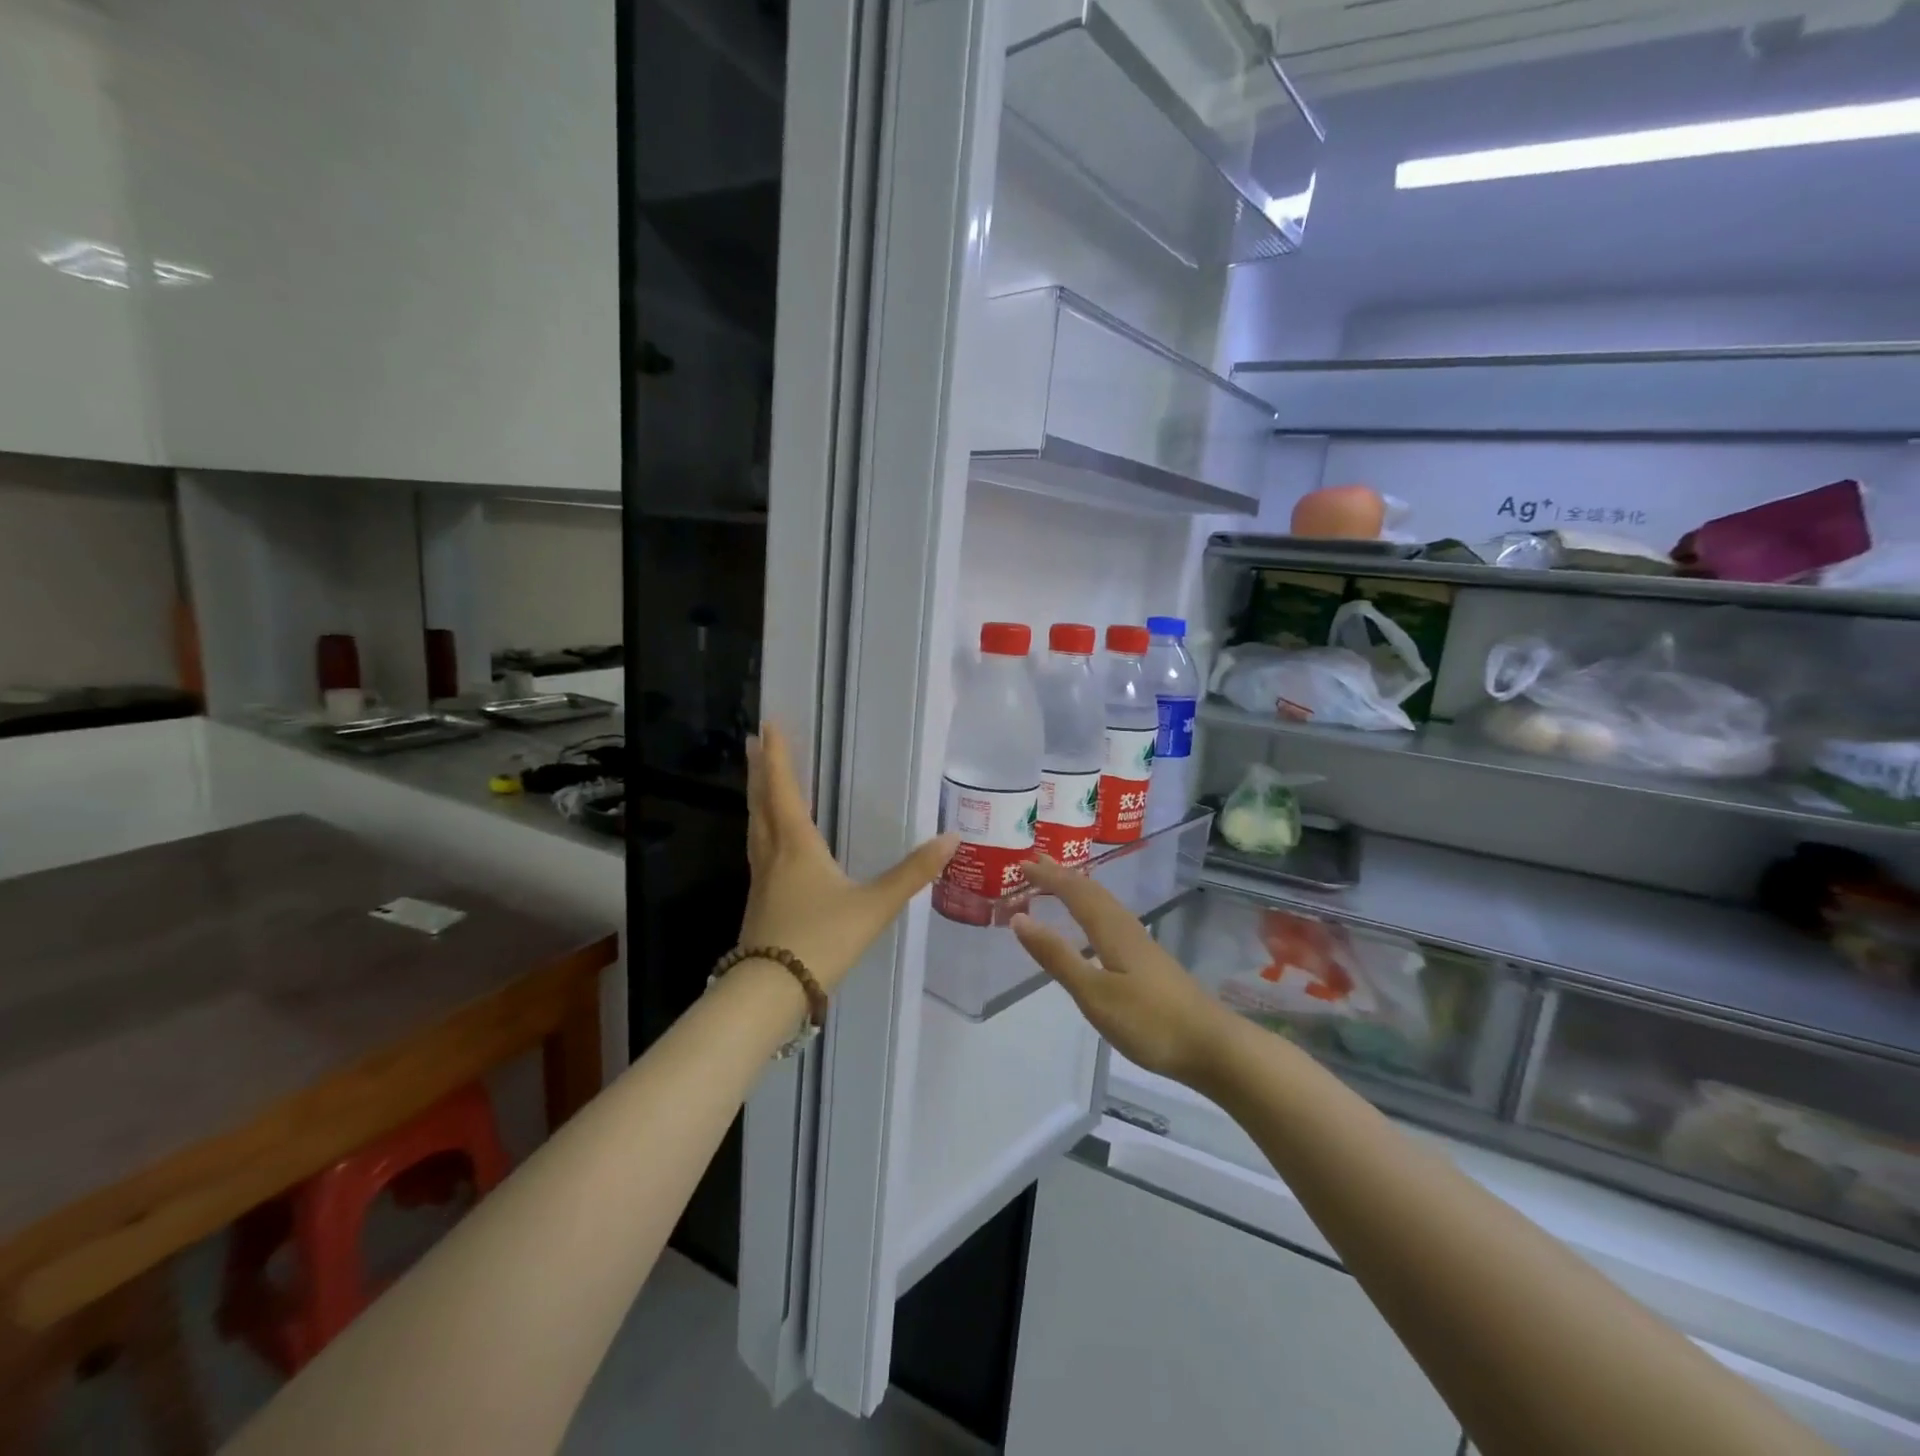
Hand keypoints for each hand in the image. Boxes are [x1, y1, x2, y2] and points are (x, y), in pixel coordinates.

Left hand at [740, 722, 957, 993]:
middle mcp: (773, 855)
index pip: (784, 790)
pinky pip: (758, 851)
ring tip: (759, 782)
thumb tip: (951, 839)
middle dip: (760, 771)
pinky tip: (772, 843)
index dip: (778, 757)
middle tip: (754, 742)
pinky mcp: (759, 902)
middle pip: (761, 804)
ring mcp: (761, 880)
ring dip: (757, 799)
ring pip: (755, 828)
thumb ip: (912, 873)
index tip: (767, 725)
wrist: (770, 992)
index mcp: (796, 846)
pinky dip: (762, 830)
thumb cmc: (821, 939)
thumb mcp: (874, 906)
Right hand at [1012, 856, 1234, 1086]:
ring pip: (1104, 904)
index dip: (1048, 876)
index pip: (1074, 892)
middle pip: (1091, 891)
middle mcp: (1126, 928)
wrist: (1213, 1047)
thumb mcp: (1094, 993)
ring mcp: (1141, 945)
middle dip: (1062, 875)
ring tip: (1059, 883)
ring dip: (1078, 889)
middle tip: (1035, 862)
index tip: (1021, 863)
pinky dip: (1091, 909)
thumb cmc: (1149, 1021)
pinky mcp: (1148, 962)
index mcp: (1111, 930)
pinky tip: (1093, 926)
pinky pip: (1111, 919)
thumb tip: (1019, 918)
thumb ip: (1057, 956)